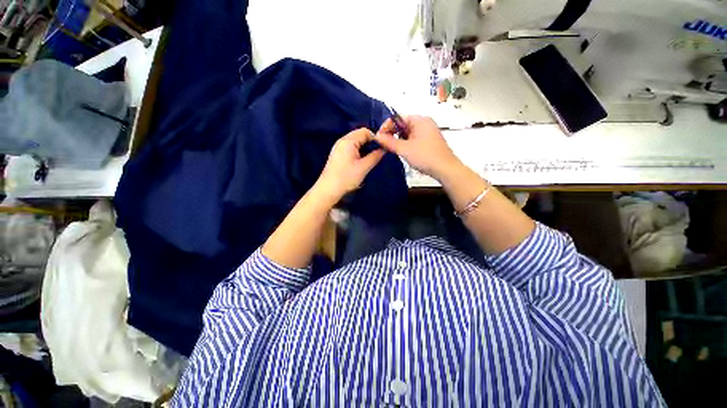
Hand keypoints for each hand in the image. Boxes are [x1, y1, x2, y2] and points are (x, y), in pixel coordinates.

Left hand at [313, 128, 384, 203]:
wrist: (329, 189)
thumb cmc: (346, 177)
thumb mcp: (364, 167)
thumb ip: (375, 156)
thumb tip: (383, 149)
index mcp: (348, 141)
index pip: (365, 131)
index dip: (375, 138)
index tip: (381, 148)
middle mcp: (342, 141)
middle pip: (359, 135)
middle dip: (369, 143)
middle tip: (376, 154)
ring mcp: (338, 147)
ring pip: (355, 142)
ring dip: (364, 148)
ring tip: (369, 159)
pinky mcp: (337, 154)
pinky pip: (350, 148)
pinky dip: (357, 152)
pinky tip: (360, 162)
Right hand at [374, 115, 462, 180]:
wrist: (445, 169)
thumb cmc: (425, 156)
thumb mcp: (404, 149)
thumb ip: (389, 142)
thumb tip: (376, 136)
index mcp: (419, 120)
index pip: (397, 117)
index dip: (386, 126)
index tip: (379, 137)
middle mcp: (424, 122)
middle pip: (402, 124)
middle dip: (392, 133)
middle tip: (384, 145)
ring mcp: (427, 132)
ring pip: (407, 132)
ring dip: (398, 139)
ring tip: (392, 149)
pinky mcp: (429, 140)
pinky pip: (413, 138)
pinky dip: (406, 143)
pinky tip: (403, 151)